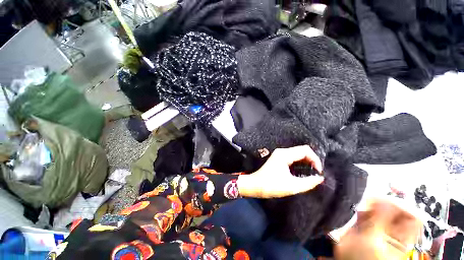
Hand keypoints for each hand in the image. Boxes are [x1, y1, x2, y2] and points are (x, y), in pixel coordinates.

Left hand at [237, 145, 323, 197]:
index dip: (315, 159)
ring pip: (298, 152)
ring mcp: (279, 154)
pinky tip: (302, 170)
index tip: (318, 171)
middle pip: (302, 150)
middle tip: (315, 172)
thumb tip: (320, 178)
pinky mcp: (278, 157)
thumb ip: (308, 182)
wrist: (255, 185)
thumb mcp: (292, 186)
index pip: (305, 150)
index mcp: (284, 155)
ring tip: (311, 172)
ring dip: (306, 160)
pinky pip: (293, 156)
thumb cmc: (271, 186)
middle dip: (312, 159)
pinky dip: (300, 161)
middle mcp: (282, 151)